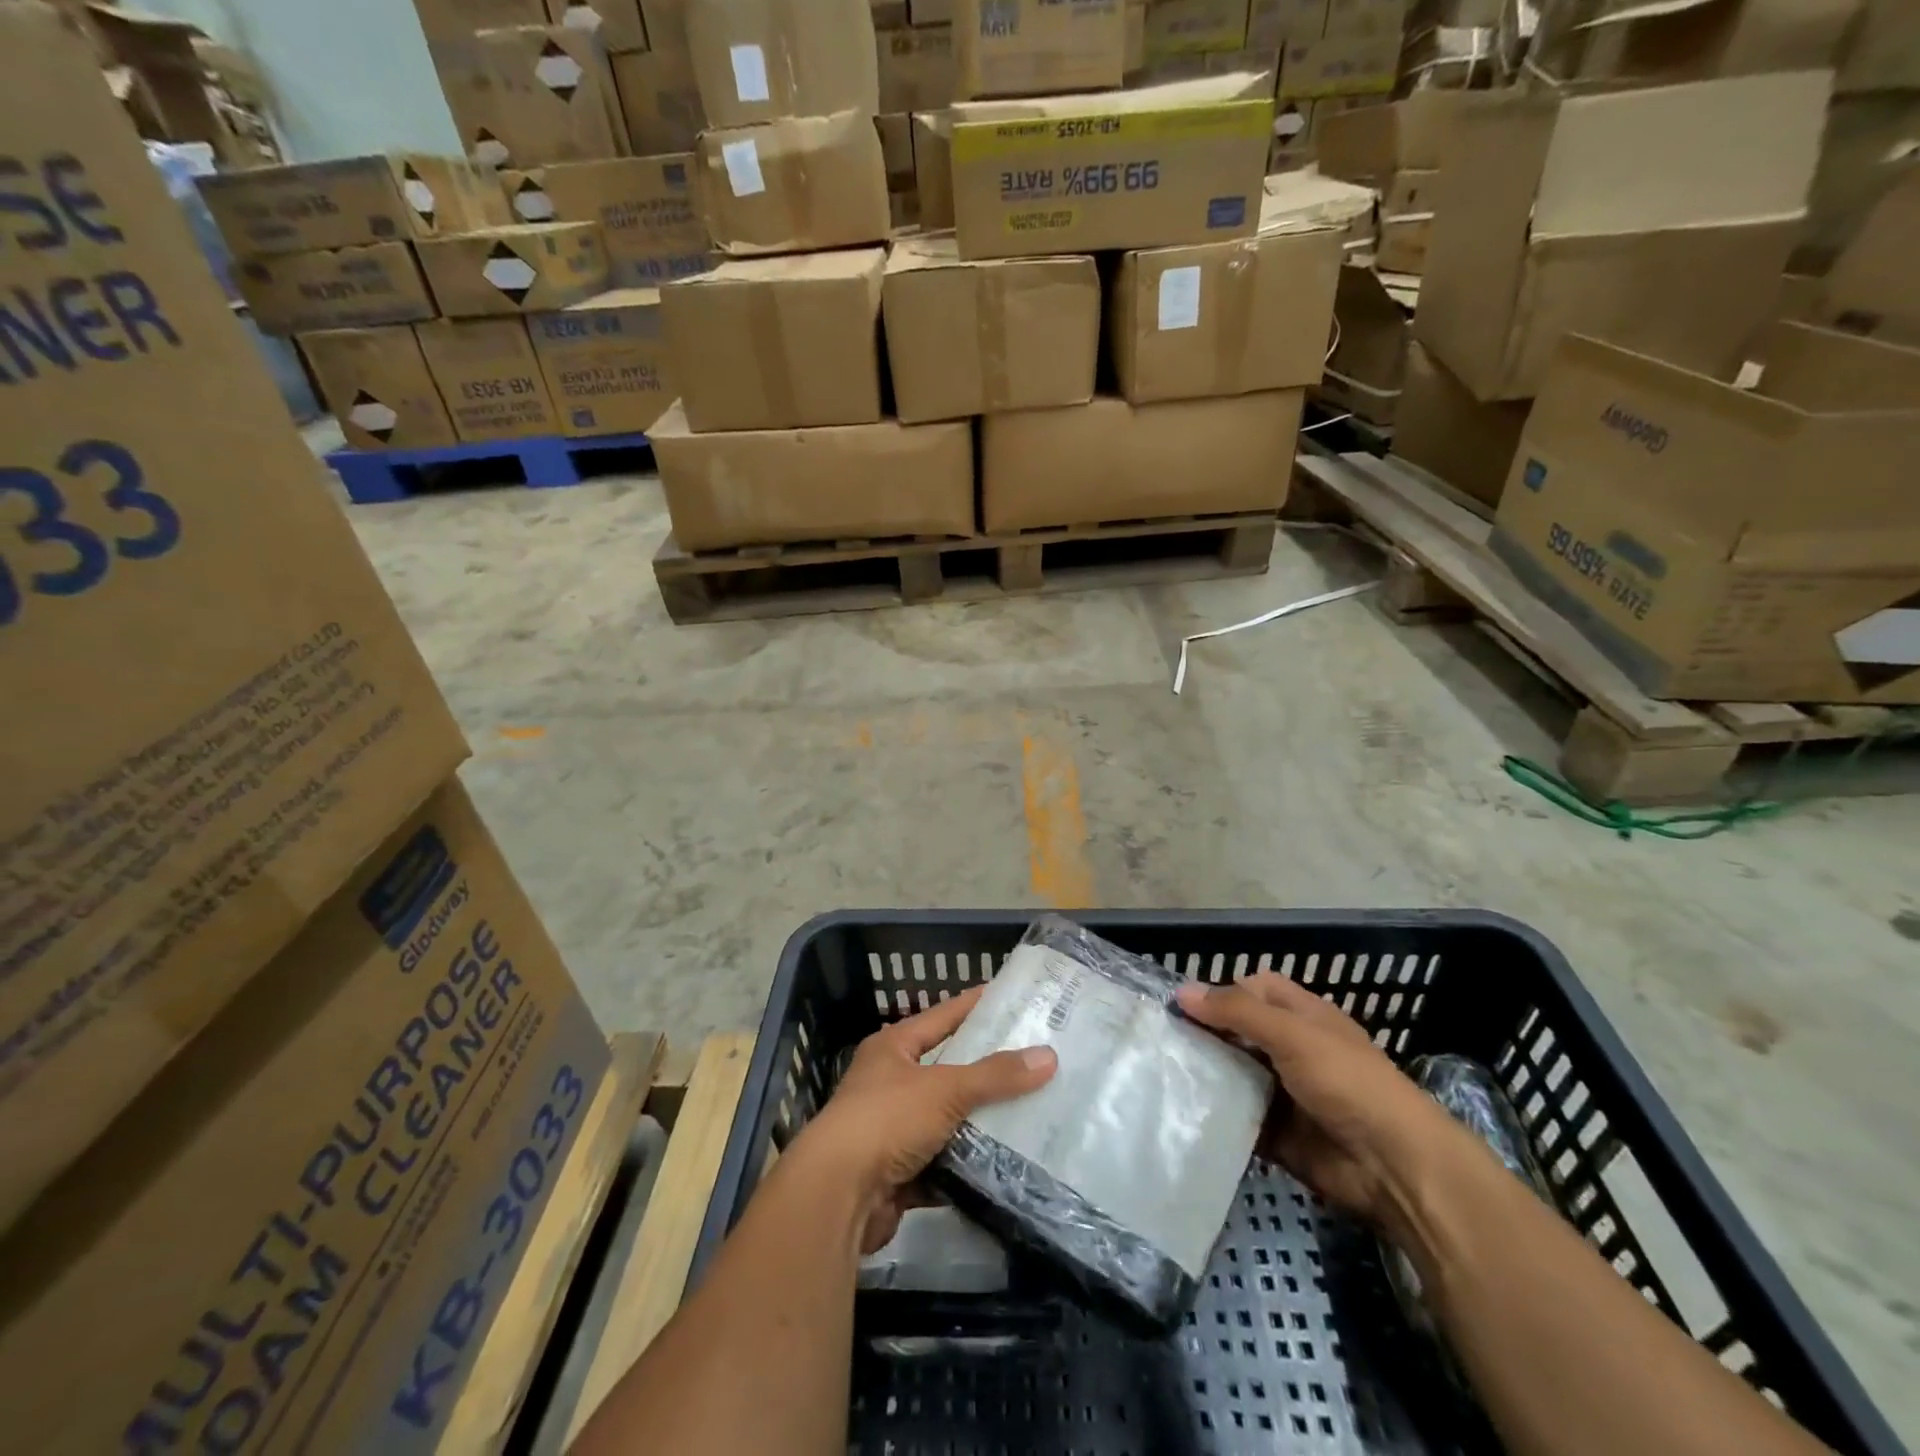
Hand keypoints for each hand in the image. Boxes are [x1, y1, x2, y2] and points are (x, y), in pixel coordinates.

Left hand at [798, 986, 1056, 1253]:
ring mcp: (893, 1129)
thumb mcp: (945, 1089)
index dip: (975, 1005)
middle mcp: (890, 1082)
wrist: (836, 1196)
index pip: (943, 1015)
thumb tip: (1049, 1056)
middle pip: (948, 1069)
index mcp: (893, 1048)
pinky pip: (944, 1161)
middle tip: (1035, 1059)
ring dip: (981, 1121)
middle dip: (987, 1068)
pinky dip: (969, 1164)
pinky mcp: (899, 1173)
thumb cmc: (886, 1121)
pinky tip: (1006, 1161)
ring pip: (948, 1118)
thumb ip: (995, 1076)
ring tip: (1033, 1110)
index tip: (1012, 997)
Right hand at [1175, 973, 1464, 1238]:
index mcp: (1301, 1017)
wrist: (1393, 1166)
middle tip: (1158, 1041)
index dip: (1219, 992)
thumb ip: (1237, 1011)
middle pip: (1236, 1033)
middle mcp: (1289, 1049)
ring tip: (1159, 1075)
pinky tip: (1180, 1113)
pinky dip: (1214, 1116)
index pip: (1252, 990)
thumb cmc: (1347, 1082)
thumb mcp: (1292, 1034)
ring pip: (1232, 1075)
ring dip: (1204, 1076)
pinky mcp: (1275, 1133)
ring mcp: (1282, 1092)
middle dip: (1203, 1035)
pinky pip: (1236, 1118)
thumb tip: (1182, 991)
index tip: (1178, 1006)